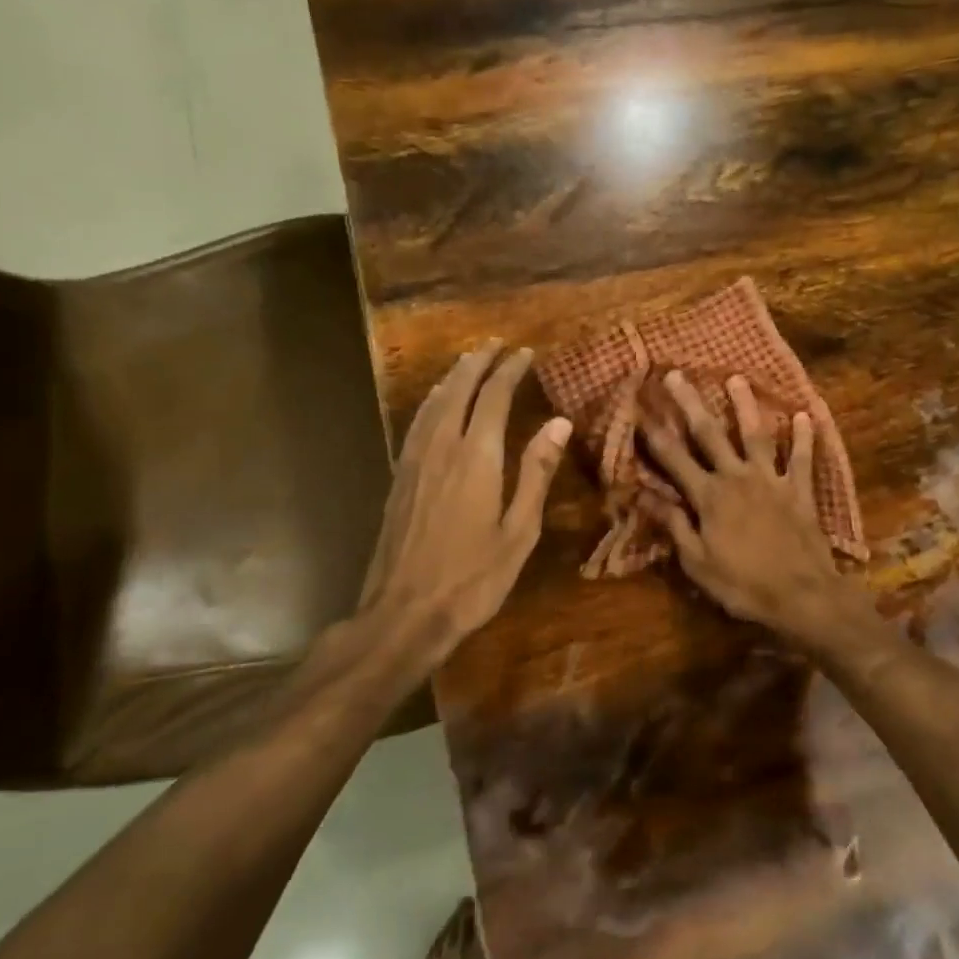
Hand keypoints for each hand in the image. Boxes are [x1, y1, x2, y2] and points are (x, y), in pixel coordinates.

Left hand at [358, 341, 571, 663]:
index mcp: (477, 457)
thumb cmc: (473, 577)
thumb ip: (536, 472)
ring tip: (467, 361)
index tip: (525, 353)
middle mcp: (443, 448)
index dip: (509, 370)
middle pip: (459, 391)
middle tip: (495, 344)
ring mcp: (415, 462)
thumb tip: (558, 422)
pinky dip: (431, 402)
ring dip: (453, 377)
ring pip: (433, 404)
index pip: (494, 397)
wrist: (404, 613)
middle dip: (478, 363)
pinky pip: (417, 424)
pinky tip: (436, 404)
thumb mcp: (519, 530)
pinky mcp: (399, 478)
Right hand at [637, 371, 858, 644]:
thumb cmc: (743, 584)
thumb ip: (673, 525)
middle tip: (676, 375)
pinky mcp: (798, 489)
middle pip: (709, 434)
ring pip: (755, 434)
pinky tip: (805, 414)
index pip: (673, 459)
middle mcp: (737, 477)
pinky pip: (801, 458)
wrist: (802, 595)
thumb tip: (644, 496)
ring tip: (736, 377)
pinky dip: (804, 436)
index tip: (639, 407)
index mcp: (709, 497)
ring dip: (745, 405)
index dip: (654, 433)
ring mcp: (771, 480)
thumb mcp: (697, 563)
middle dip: (690, 404)